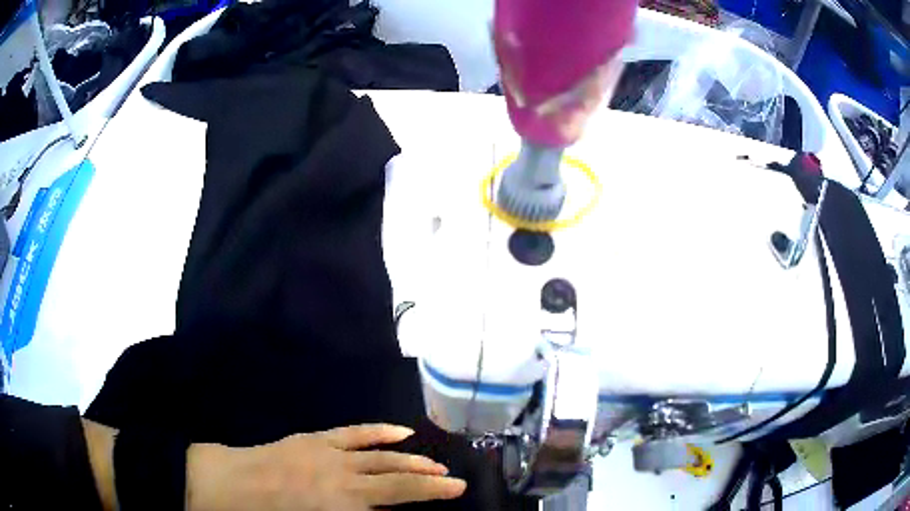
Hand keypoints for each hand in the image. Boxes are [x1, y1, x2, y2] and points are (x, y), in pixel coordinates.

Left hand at [186, 424, 466, 509]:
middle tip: (453, 480)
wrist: (231, 486)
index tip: (455, 490)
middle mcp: (345, 478)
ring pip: (380, 455)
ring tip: (435, 464)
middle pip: (396, 477)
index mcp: (344, 504)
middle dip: (428, 479)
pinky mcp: (316, 439)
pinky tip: (400, 432)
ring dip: (411, 459)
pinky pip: (354, 433)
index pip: (399, 496)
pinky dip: (379, 432)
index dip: (430, 494)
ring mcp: (330, 454)